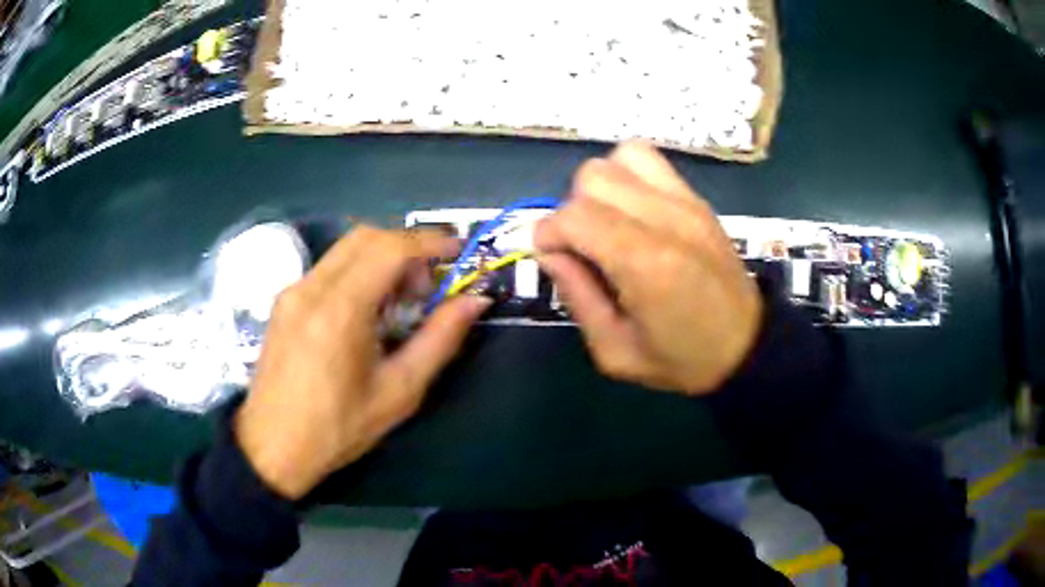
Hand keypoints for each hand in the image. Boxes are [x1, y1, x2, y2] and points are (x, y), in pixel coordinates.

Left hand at [235, 227, 489, 498]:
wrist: (272, 447)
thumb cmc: (337, 429)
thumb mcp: (398, 392)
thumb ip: (439, 340)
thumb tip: (474, 302)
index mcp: (340, 310)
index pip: (389, 248)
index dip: (430, 241)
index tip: (458, 253)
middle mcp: (311, 288)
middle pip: (366, 236)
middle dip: (406, 248)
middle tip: (426, 286)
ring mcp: (292, 291)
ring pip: (346, 248)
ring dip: (382, 258)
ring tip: (399, 301)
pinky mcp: (284, 301)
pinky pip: (329, 267)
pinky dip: (358, 271)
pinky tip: (366, 311)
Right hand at [535, 141, 762, 394]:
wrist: (746, 347)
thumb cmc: (681, 360)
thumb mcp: (615, 352)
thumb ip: (577, 297)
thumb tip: (549, 252)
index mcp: (645, 264)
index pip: (574, 216)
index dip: (548, 234)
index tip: (551, 257)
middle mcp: (665, 219)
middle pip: (592, 178)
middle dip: (572, 210)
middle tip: (582, 246)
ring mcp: (685, 202)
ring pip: (618, 159)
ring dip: (599, 188)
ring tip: (607, 223)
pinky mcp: (697, 198)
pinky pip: (648, 158)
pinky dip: (627, 174)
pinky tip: (631, 208)